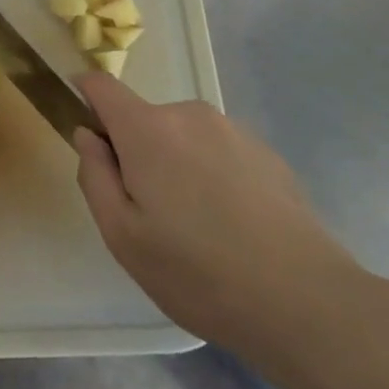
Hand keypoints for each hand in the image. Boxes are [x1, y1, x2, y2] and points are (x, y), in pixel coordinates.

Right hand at [73, 72, 361, 370]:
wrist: (305, 301)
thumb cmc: (197, 272)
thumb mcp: (122, 236)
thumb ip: (94, 175)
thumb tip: (88, 135)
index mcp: (148, 129)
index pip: (101, 86)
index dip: (84, 96)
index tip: (84, 131)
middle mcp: (190, 115)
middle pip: (144, 119)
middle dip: (135, 152)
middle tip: (149, 214)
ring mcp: (233, 131)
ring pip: (182, 138)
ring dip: (175, 165)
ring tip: (196, 228)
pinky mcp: (267, 153)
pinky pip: (218, 152)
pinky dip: (211, 176)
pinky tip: (232, 227)